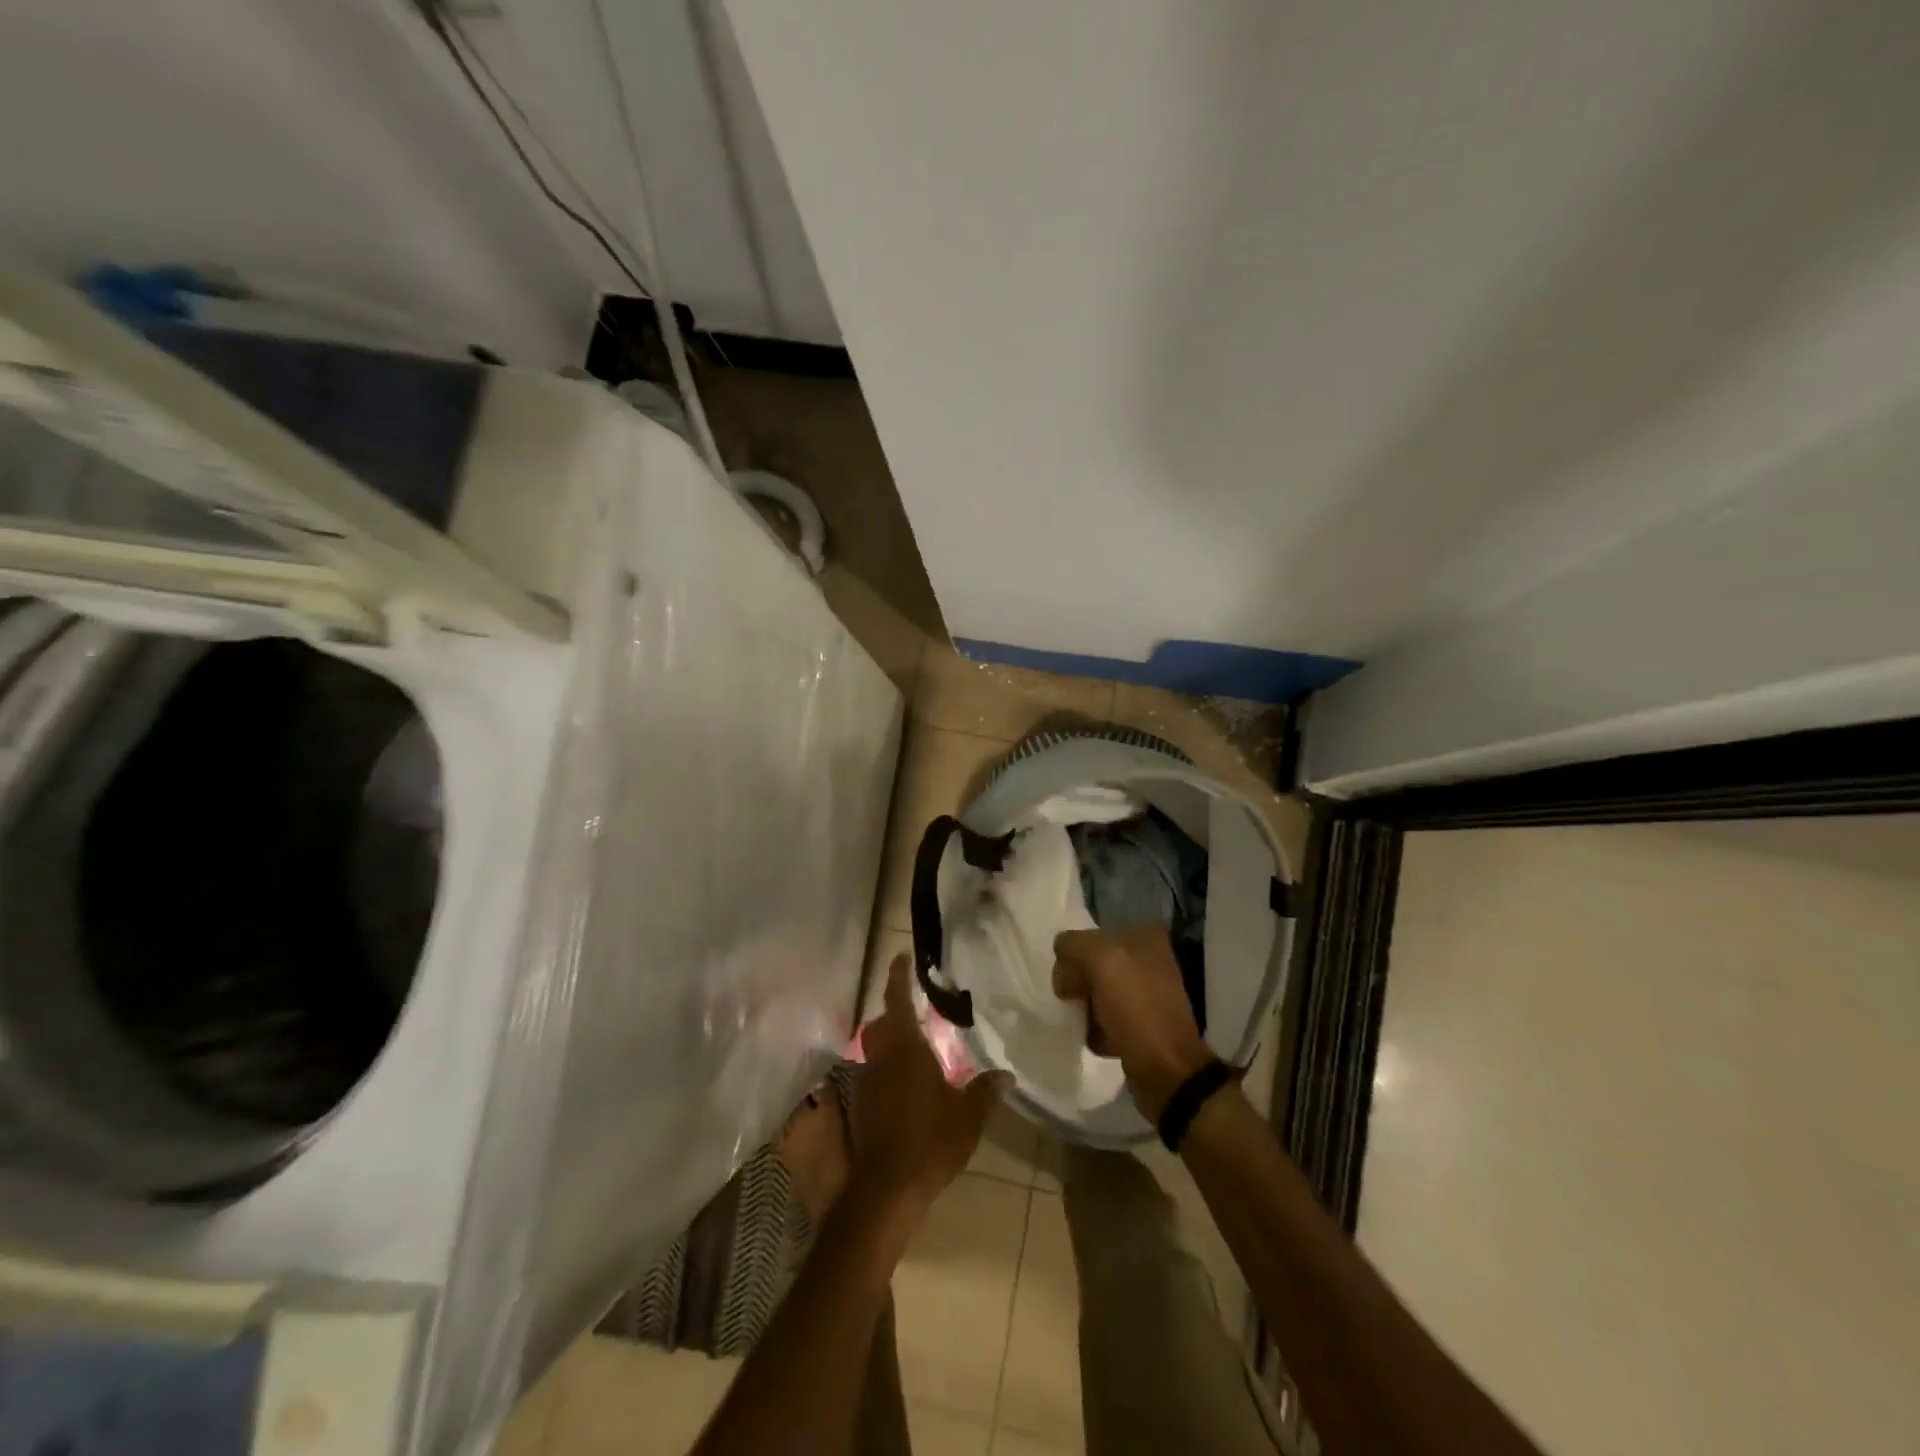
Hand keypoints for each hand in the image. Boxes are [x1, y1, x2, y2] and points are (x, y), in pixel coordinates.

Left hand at [850, 956, 1007, 1219]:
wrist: (886, 1190)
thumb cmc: (930, 1142)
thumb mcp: (967, 1116)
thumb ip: (985, 1091)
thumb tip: (1006, 1075)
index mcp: (905, 1049)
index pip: (897, 1000)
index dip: (898, 976)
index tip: (900, 956)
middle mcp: (881, 1058)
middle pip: (883, 1023)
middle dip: (896, 1011)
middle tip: (917, 1008)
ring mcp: (867, 1082)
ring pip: (876, 1049)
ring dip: (891, 1042)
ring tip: (916, 1047)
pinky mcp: (861, 1106)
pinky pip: (875, 1074)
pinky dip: (888, 1069)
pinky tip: (906, 1086)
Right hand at [1053, 926, 1212, 1120]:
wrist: (1167, 1073)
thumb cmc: (1137, 1011)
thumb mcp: (1102, 961)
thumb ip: (1074, 946)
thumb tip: (1063, 966)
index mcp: (1144, 937)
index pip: (1090, 935)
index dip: (1074, 956)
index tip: (1069, 981)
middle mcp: (1149, 959)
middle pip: (1092, 963)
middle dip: (1078, 982)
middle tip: (1072, 1002)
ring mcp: (1147, 992)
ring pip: (1096, 991)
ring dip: (1085, 1006)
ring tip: (1084, 1023)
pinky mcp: (1143, 1023)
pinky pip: (1106, 1017)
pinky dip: (1096, 1027)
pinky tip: (1096, 1038)